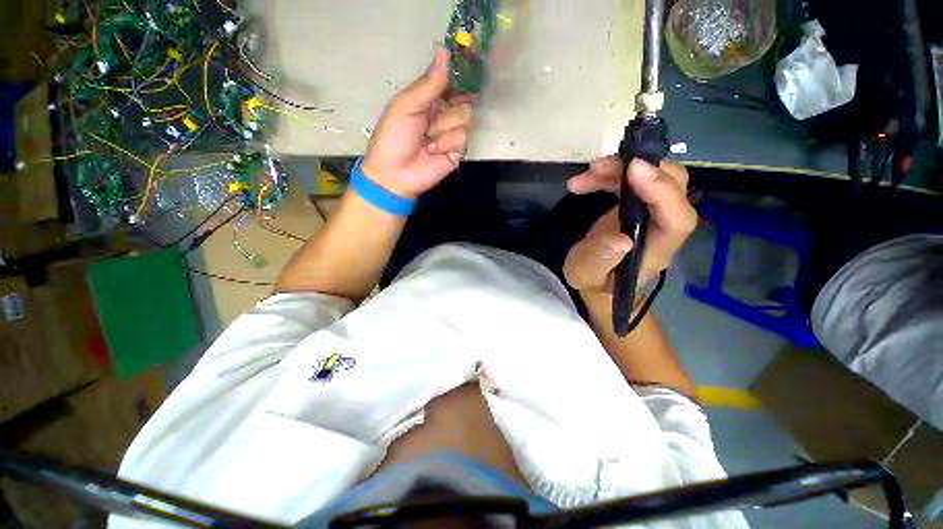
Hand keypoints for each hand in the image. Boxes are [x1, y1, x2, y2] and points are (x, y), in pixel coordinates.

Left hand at [362, 43, 476, 198]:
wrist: (395, 173)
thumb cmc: (394, 137)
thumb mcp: (407, 105)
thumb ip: (429, 82)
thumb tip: (443, 47)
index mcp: (430, 99)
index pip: (453, 82)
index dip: (460, 77)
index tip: (466, 69)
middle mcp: (444, 114)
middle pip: (465, 100)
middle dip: (448, 109)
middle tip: (432, 118)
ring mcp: (452, 134)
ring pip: (466, 119)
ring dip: (444, 128)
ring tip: (428, 140)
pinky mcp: (458, 152)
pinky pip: (463, 139)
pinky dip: (446, 144)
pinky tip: (433, 151)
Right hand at [563, 157, 696, 294]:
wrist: (596, 279)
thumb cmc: (594, 281)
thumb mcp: (588, 275)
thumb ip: (601, 259)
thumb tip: (621, 240)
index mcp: (657, 248)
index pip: (678, 218)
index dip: (663, 191)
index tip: (633, 170)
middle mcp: (662, 226)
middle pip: (675, 187)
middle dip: (642, 168)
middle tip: (602, 166)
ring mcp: (651, 213)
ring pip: (654, 177)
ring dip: (621, 168)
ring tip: (589, 172)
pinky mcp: (638, 205)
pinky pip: (634, 180)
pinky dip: (611, 174)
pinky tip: (586, 180)